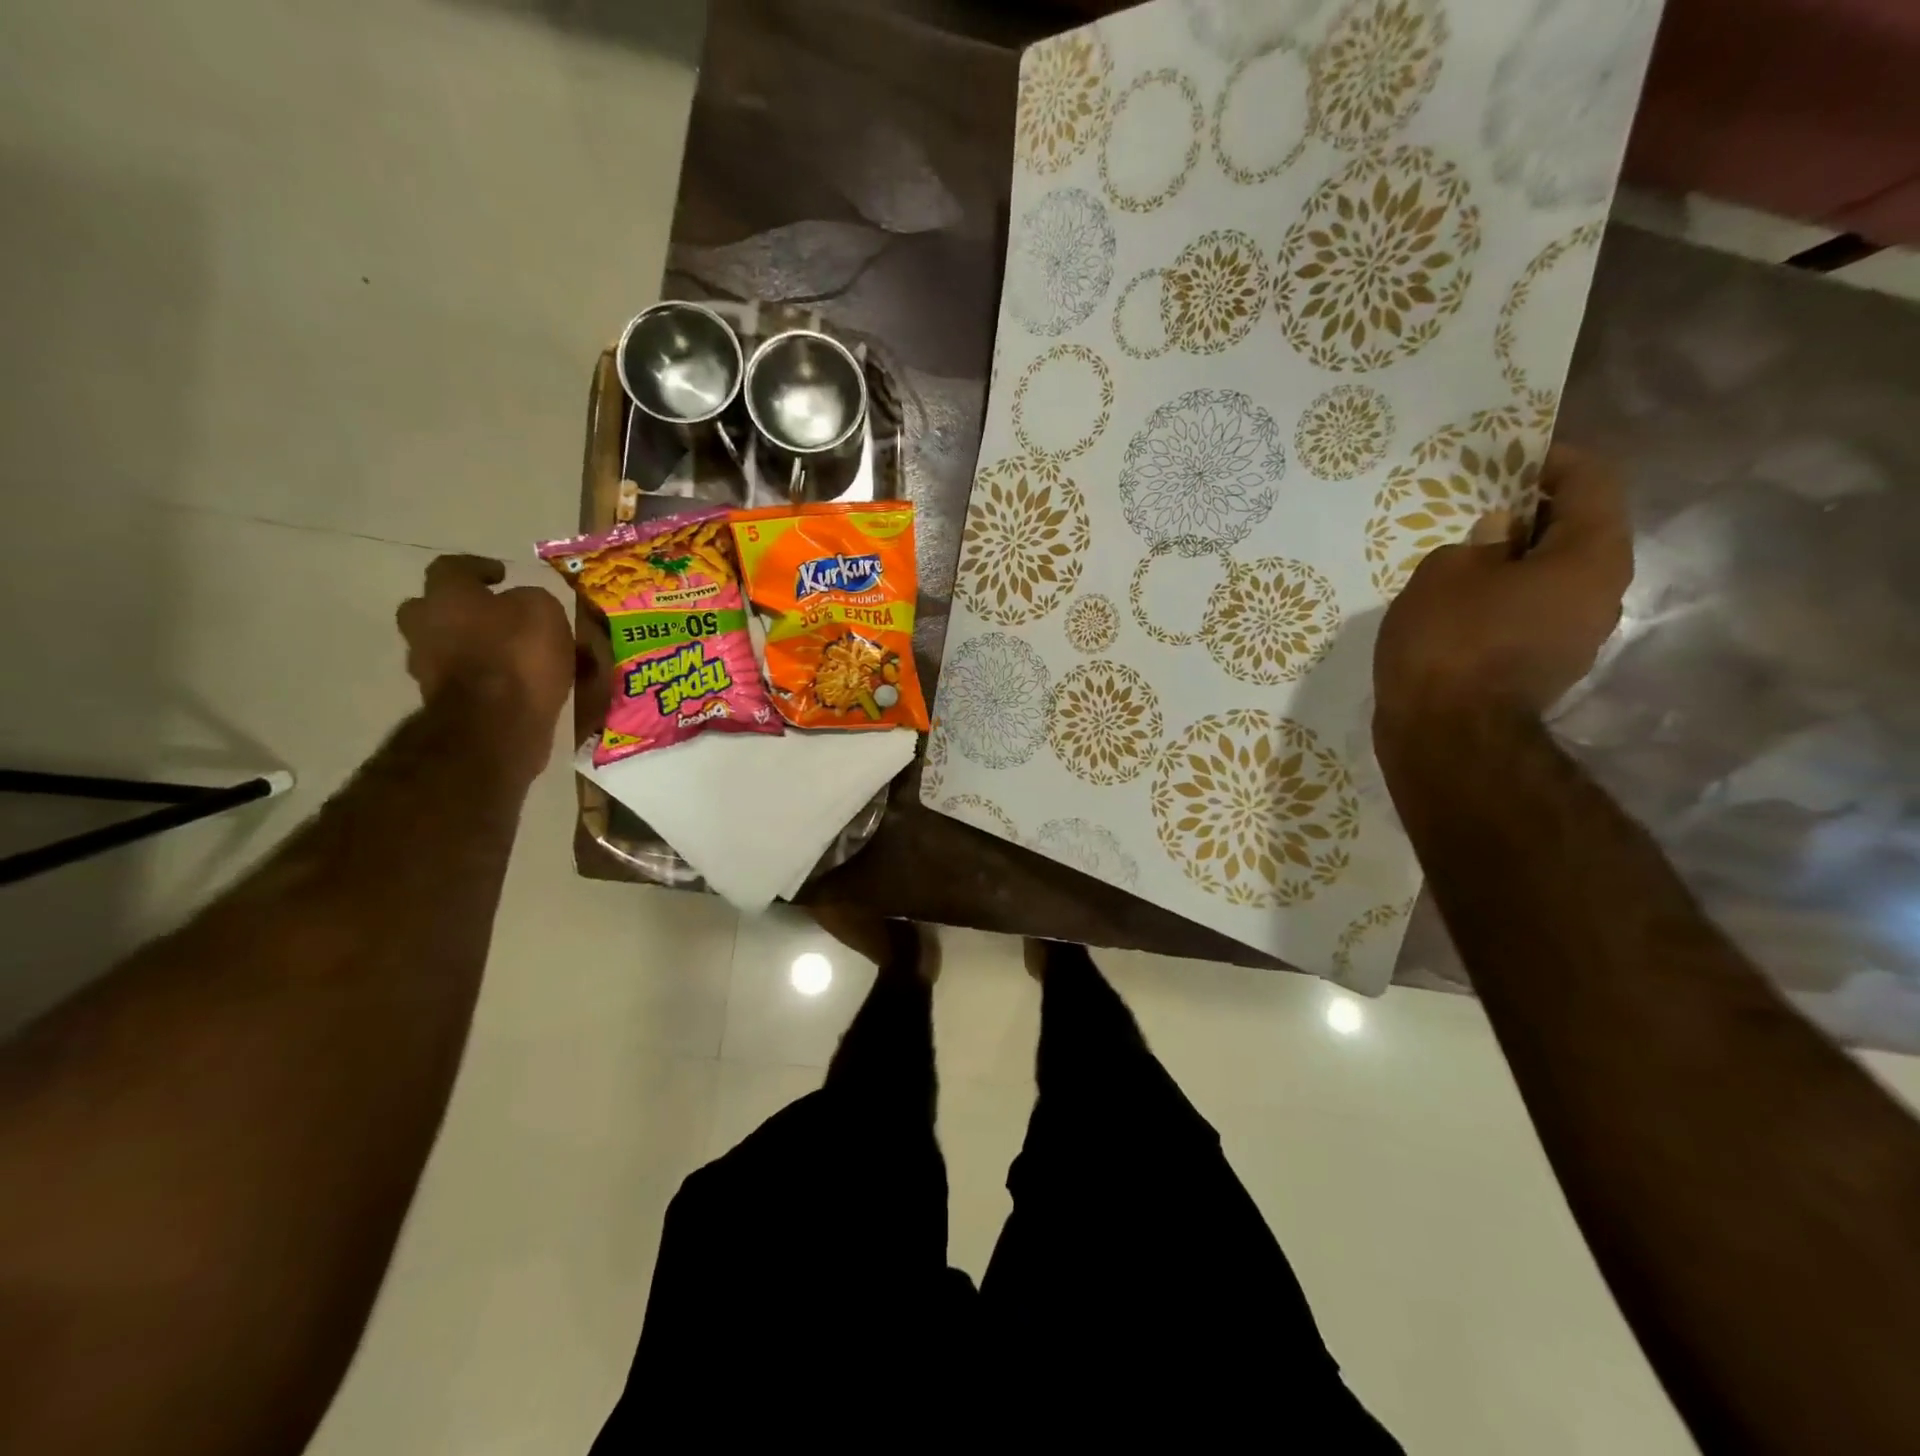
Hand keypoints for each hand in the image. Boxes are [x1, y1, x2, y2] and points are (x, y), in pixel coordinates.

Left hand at [397, 554, 574, 735]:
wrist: (496, 724)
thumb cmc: (518, 655)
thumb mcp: (543, 611)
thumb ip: (530, 600)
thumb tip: (523, 605)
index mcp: (446, 595)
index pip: (451, 567)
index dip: (478, 567)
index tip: (502, 575)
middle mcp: (425, 626)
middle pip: (431, 608)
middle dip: (459, 609)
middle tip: (493, 616)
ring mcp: (427, 668)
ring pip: (445, 646)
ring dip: (470, 646)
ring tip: (510, 655)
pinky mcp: (442, 703)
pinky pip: (461, 679)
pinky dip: (481, 677)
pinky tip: (510, 683)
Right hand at [1374, 445, 1632, 734]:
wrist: (1448, 735)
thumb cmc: (1449, 641)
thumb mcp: (1444, 572)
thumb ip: (1476, 541)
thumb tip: (1499, 537)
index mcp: (1591, 557)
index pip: (1593, 482)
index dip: (1553, 460)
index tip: (1510, 458)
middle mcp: (1603, 592)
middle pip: (1580, 530)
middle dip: (1533, 512)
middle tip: (1480, 506)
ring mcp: (1579, 635)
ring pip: (1557, 575)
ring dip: (1519, 558)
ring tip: (1466, 556)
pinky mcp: (1548, 665)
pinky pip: (1536, 610)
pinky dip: (1509, 595)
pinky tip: (1464, 601)